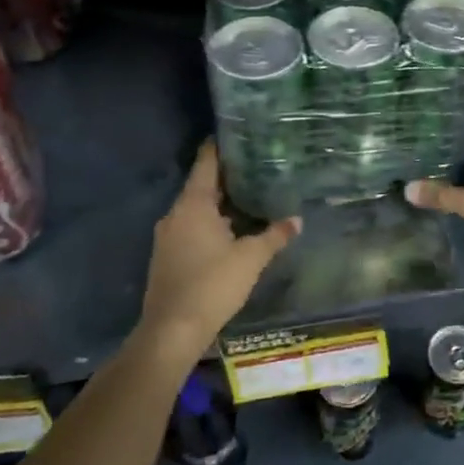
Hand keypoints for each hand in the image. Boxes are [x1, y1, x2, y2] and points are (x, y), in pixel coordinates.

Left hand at [139, 142, 298, 363]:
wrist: (171, 331)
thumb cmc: (212, 284)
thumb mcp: (251, 258)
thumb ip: (274, 236)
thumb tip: (297, 220)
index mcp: (193, 204)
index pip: (206, 162)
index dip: (220, 147)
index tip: (236, 134)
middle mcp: (176, 214)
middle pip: (201, 185)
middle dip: (226, 177)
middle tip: (255, 166)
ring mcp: (168, 236)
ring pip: (196, 209)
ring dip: (218, 203)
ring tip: (248, 196)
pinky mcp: (167, 256)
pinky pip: (191, 227)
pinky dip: (209, 222)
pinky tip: (230, 230)